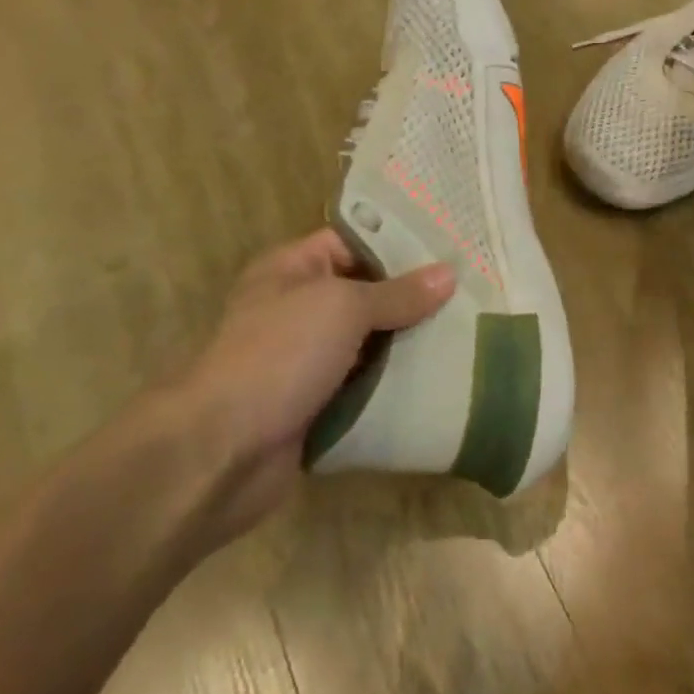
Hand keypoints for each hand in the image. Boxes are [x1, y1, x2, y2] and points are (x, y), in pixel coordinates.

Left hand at [171, 230, 454, 544]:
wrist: (220, 452)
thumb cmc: (278, 355)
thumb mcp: (343, 307)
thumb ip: (398, 293)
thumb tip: (449, 274)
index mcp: (293, 269)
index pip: (355, 242)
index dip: (400, 243)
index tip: (451, 247)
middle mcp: (300, 308)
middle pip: (368, 294)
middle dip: (415, 297)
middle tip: (473, 291)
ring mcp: (308, 360)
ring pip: (372, 343)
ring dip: (411, 344)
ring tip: (470, 331)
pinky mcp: (318, 405)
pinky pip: (367, 385)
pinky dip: (397, 384)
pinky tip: (444, 376)